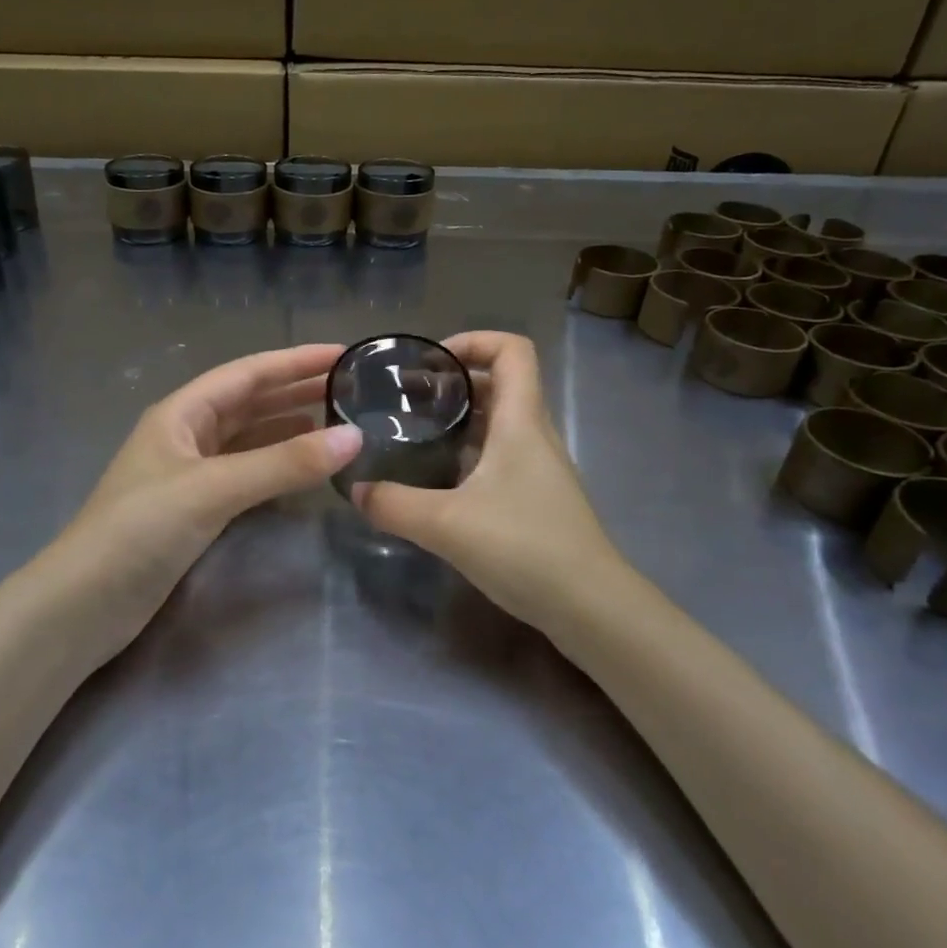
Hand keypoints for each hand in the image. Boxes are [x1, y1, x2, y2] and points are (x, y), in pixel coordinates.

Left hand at [38, 343, 362, 658]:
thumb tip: (354, 437)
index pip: (248, 373)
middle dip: (296, 390)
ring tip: (337, 423)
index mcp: (181, 412)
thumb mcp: (214, 488)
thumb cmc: (141, 529)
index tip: (343, 354)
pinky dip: (276, 465)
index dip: (295, 361)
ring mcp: (190, 473)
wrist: (84, 603)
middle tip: (350, 387)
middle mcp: (186, 434)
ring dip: (289, 427)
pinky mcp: (195, 509)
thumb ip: (283, 463)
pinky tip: (302, 468)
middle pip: (249, 402)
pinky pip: (246, 473)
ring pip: (249, 438)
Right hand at [352, 332, 620, 632]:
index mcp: (521, 421)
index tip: (430, 362)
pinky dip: (467, 455)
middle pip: (500, 384)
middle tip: (407, 400)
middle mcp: (534, 435)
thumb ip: (394, 504)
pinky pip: (499, 457)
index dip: (473, 341)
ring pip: (498, 423)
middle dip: (454, 382)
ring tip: (414, 435)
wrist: (589, 607)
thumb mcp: (446, 524)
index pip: (512, 350)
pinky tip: (436, 482)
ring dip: (459, 420)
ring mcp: (538, 469)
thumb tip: (357, 490)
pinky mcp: (535, 498)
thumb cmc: (524, 547)